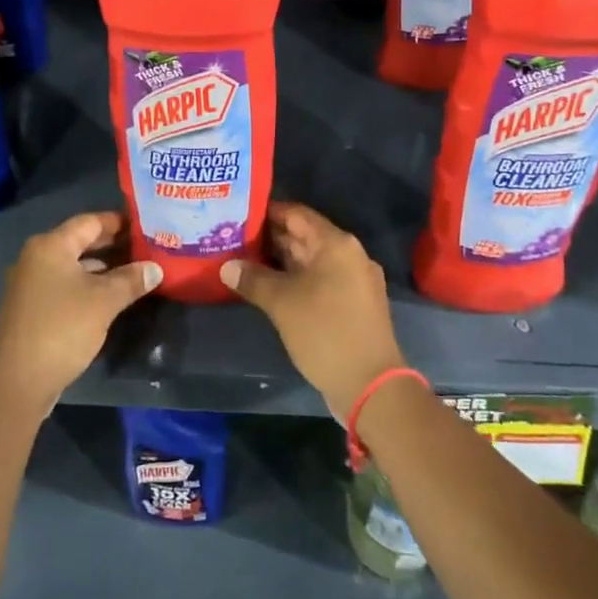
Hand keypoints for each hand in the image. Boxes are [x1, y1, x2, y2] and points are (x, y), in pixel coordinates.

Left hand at [0, 211, 160, 414]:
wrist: (16, 383)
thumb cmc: (61, 330)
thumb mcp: (104, 302)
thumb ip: (131, 280)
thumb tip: (156, 268)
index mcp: (50, 246)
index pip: (90, 221)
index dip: (120, 222)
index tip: (147, 225)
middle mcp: (36, 257)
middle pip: (80, 241)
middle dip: (113, 245)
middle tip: (147, 247)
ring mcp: (31, 284)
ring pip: (73, 265)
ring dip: (103, 267)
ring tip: (136, 271)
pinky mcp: (32, 308)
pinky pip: (65, 285)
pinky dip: (88, 285)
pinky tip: (111, 297)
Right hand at [221, 203, 405, 417]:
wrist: (370, 385)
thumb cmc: (325, 332)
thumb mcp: (282, 303)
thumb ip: (253, 279)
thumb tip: (227, 266)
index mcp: (336, 244)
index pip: (297, 214)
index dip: (267, 212)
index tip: (239, 214)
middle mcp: (349, 255)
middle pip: (304, 236)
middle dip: (270, 238)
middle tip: (234, 238)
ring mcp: (354, 280)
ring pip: (310, 261)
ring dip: (281, 261)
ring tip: (243, 261)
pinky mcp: (353, 304)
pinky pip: (319, 280)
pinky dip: (295, 280)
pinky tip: (269, 288)